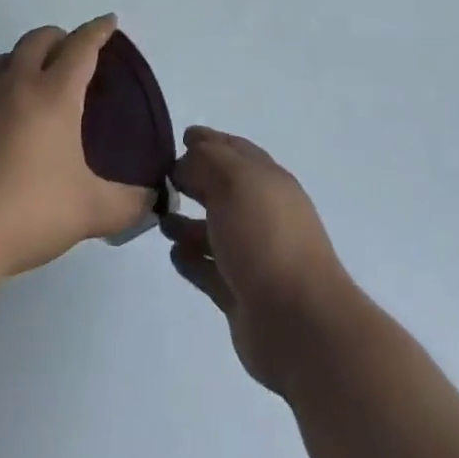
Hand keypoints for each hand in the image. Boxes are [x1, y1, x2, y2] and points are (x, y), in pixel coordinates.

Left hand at [0, 16, 149, 282]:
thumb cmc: (25, 211)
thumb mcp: (87, 212)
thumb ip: (126, 204)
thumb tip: (151, 201)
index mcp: (53, 94)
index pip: (81, 47)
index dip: (98, 30)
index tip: (109, 21)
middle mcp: (14, 85)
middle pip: (38, 39)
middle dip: (59, 37)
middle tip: (72, 53)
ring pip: (3, 59)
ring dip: (23, 59)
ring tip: (33, 81)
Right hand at [163, 127, 361, 394]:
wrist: (297, 320)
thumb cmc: (265, 236)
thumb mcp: (234, 181)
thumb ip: (206, 162)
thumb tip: (185, 162)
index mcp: (267, 180)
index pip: (235, 150)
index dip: (209, 141)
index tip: (181, 137)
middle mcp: (262, 213)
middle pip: (223, 188)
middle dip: (195, 180)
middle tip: (162, 178)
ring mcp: (252, 255)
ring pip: (214, 230)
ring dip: (188, 222)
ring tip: (160, 219)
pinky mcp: (240, 293)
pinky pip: (209, 269)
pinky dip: (191, 260)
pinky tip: (173, 254)